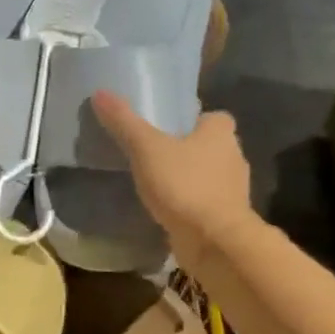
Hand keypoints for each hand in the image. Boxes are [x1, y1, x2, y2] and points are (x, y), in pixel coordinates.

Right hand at [91, 91, 254, 270]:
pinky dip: (190, 205)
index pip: (214, 117)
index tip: (170, 128)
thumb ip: (124, 122)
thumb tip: (100, 92)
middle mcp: (234, 157)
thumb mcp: (146, 149)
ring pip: (209, 176)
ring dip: (189, 179)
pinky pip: (205, 204)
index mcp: (221, 132)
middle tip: (156, 155)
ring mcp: (233, 191)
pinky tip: (167, 211)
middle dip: (189, 150)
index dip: (194, 120)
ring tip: (157, 184)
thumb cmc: (184, 185)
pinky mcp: (226, 218)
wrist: (214, 240)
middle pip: (211, 146)